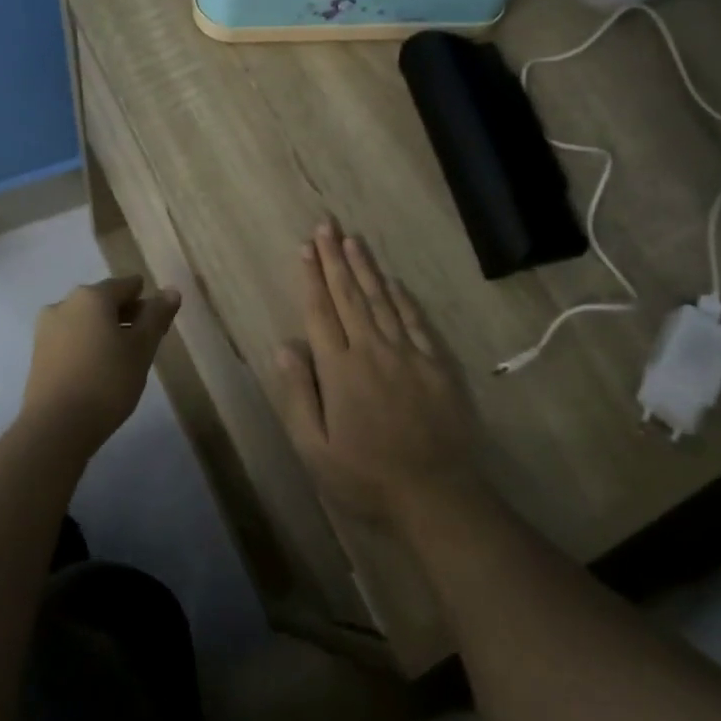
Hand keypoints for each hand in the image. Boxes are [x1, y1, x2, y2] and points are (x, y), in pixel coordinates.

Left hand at [18, 276, 180, 457]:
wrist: (56, 427)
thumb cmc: (107, 382)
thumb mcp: (142, 348)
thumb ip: (156, 316)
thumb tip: (171, 291)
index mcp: (91, 296)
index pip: (126, 286)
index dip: (146, 300)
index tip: (159, 321)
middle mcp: (64, 304)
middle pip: (103, 301)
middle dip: (126, 316)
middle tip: (146, 342)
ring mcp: (46, 329)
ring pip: (85, 321)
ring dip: (106, 332)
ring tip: (124, 359)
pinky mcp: (38, 354)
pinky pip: (71, 339)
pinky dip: (88, 346)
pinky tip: (100, 370)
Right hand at [274, 220, 482, 524]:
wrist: (436, 494)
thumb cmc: (366, 477)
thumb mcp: (315, 449)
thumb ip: (299, 394)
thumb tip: (284, 347)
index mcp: (339, 370)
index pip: (321, 312)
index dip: (312, 278)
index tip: (306, 247)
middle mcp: (372, 350)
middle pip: (350, 295)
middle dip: (335, 258)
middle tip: (326, 225)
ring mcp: (408, 354)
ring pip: (382, 300)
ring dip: (366, 267)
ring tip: (352, 239)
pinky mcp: (436, 363)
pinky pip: (416, 320)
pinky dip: (402, 297)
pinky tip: (393, 280)